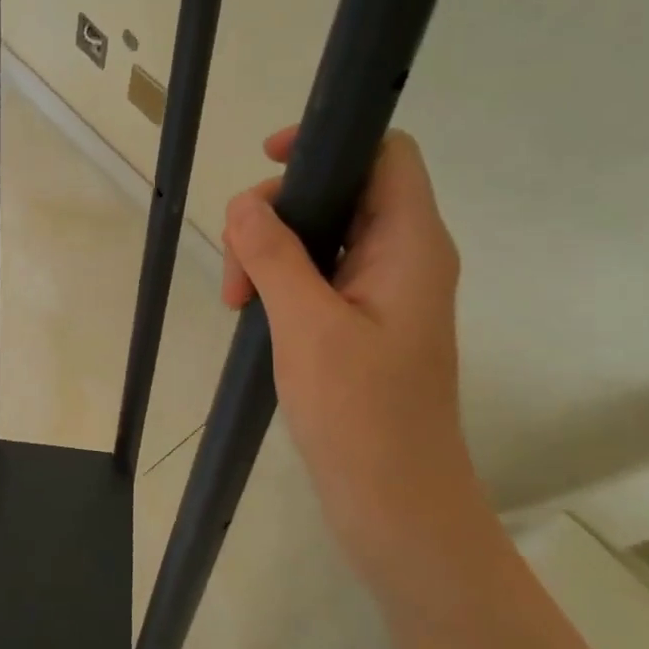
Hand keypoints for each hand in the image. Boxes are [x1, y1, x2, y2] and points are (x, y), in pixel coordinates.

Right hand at [221, 128, 470, 534]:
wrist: (397, 506)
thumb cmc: (362, 414)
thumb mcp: (308, 326)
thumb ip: (274, 256)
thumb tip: (244, 204)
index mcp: (411, 245)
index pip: (385, 154)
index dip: (329, 142)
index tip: (269, 163)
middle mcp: (405, 257)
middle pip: (341, 192)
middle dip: (279, 214)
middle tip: (237, 269)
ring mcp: (385, 292)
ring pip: (323, 235)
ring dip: (272, 253)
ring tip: (237, 301)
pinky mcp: (364, 323)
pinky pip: (320, 275)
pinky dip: (282, 282)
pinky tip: (253, 313)